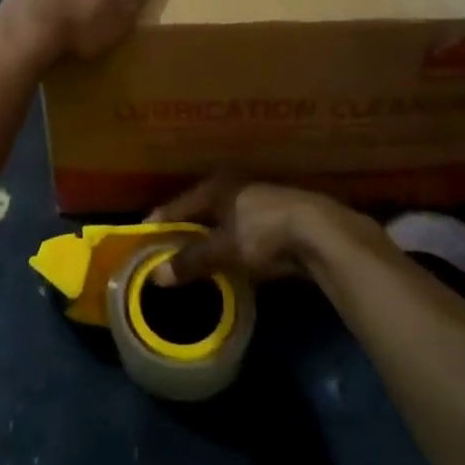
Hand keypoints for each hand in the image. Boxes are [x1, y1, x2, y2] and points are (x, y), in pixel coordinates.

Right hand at [148, 177, 368, 284]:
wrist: (320, 233)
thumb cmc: (263, 231)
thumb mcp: (223, 249)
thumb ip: (191, 261)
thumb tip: (156, 277)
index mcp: (217, 187)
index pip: (180, 204)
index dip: (162, 221)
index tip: (144, 235)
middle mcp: (235, 187)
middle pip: (202, 210)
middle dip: (186, 229)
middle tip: (166, 249)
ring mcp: (258, 201)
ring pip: (224, 221)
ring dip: (210, 238)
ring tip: (194, 258)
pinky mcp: (278, 220)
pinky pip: (243, 232)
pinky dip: (232, 245)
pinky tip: (229, 260)